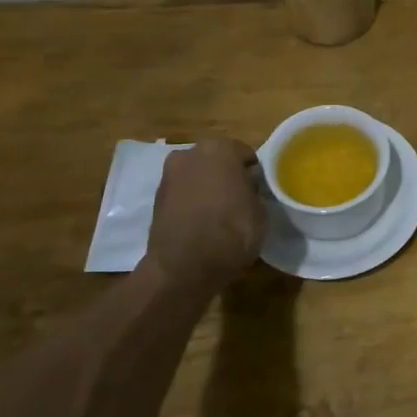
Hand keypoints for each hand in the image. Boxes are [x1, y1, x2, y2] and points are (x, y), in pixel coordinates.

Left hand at [145, 138, 265, 289]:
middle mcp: (190, 154)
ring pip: (196, 176)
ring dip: (206, 188)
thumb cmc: (232, 231)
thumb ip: (254, 191)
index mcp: (220, 149)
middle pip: (215, 160)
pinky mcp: (155, 199)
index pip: (244, 153)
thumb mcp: (260, 210)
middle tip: (239, 198)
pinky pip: (182, 194)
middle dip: (226, 174)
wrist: (184, 267)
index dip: (253, 172)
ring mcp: (169, 176)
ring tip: (219, 213)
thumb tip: (247, 188)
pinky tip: (201, 222)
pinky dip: (191, 203)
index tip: (258, 189)